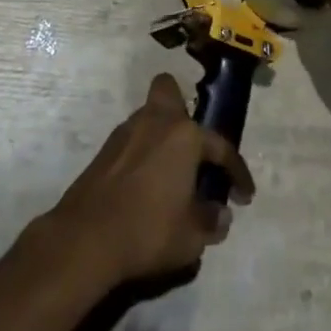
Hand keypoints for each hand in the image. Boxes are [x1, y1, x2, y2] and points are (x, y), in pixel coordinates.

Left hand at [43, 74, 253, 287]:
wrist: (85, 238)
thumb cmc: (148, 230)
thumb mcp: (192, 238)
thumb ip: (211, 221)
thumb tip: (220, 213)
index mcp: (184, 136)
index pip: (221, 148)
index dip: (237, 173)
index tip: (245, 195)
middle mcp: (156, 121)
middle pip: (170, 92)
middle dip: (182, 111)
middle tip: (191, 149)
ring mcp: (126, 131)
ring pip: (149, 117)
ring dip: (162, 137)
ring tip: (170, 175)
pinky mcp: (105, 150)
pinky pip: (133, 140)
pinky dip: (142, 154)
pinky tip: (145, 185)